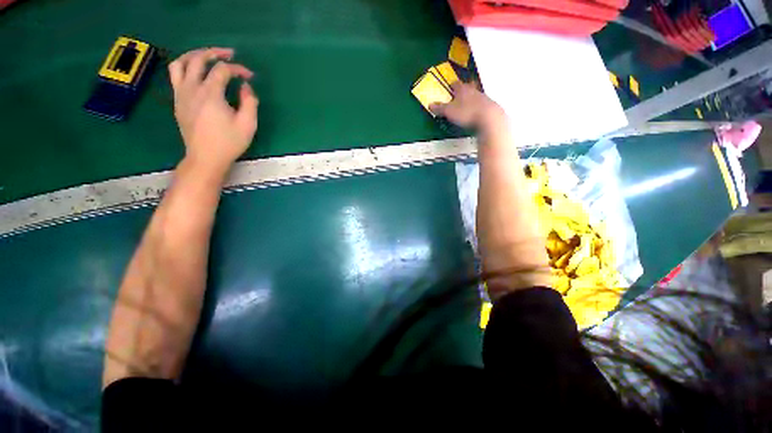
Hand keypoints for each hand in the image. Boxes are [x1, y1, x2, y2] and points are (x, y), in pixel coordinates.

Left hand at [168, 47, 258, 175]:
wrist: (205, 158)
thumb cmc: (229, 143)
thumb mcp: (248, 125)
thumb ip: (250, 102)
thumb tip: (246, 87)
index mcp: (211, 93)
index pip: (223, 70)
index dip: (238, 69)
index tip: (249, 76)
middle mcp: (192, 88)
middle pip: (198, 59)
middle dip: (215, 53)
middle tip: (228, 55)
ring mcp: (181, 94)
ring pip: (181, 63)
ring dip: (194, 55)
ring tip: (207, 57)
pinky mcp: (177, 101)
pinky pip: (176, 76)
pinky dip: (186, 68)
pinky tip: (196, 74)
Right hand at [430, 82, 504, 130]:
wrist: (489, 117)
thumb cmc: (466, 112)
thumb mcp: (449, 112)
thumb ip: (440, 108)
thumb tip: (430, 104)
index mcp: (463, 89)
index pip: (456, 84)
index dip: (452, 85)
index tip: (450, 86)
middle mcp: (473, 90)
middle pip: (468, 87)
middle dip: (464, 88)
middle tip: (460, 92)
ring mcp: (483, 98)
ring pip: (476, 94)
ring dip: (471, 97)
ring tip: (467, 103)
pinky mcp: (489, 107)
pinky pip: (482, 104)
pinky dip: (478, 106)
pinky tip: (475, 112)